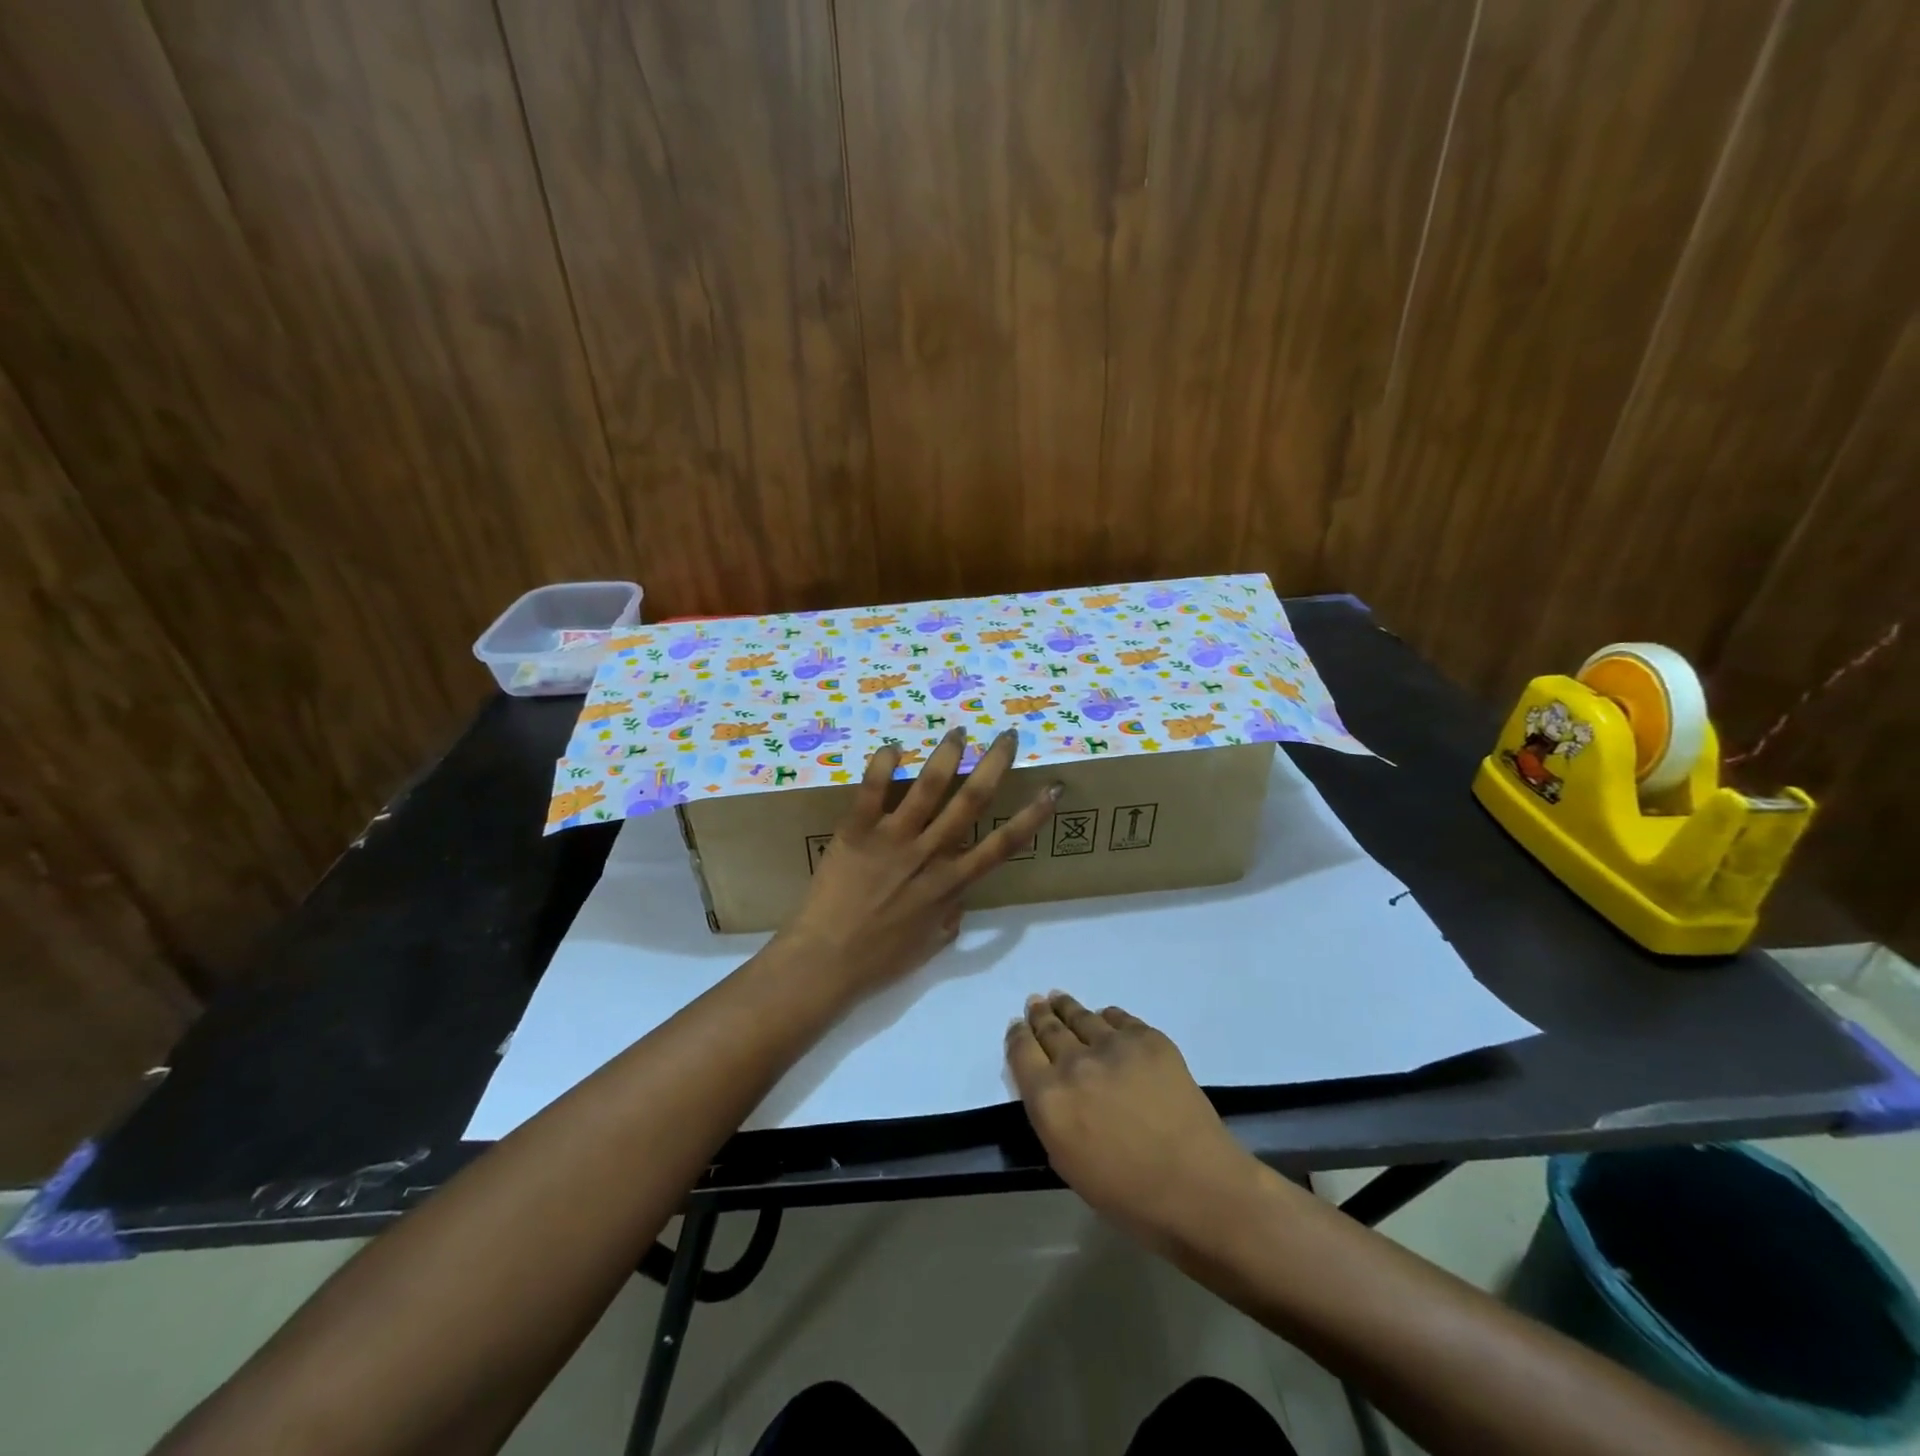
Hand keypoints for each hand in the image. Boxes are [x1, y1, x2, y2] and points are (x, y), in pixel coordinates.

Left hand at [781, 728, 1060, 996]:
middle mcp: (929, 854)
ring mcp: (893, 839)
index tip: (1052, 789)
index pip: (1003, 844)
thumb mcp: (931, 945)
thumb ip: (951, 915)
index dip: (1032, 816)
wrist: (826, 961)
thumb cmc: (880, 960)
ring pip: (928, 787)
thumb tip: (959, 896)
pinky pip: (872, 790)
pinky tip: (893, 746)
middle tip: (1007, 736)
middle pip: (971, 801)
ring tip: (959, 731)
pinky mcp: (857, 831)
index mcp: (951, 883)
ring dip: (947, 755)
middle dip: (994, 764)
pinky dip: (883, 765)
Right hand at [1007, 993, 1252, 1245]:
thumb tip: (1050, 1086)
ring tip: (1059, 999)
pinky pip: (1119, 1018)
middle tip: (1036, 1003)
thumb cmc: (1127, 1194)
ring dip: (1067, 1007)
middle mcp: (1074, 1063)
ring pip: (1081, 1017)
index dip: (1017, 1035)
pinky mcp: (1148, 1039)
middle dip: (1040, 1015)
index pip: (1021, 1051)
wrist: (1197, 1187)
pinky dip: (1107, 1017)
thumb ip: (1051, 1116)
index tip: (1018, 1026)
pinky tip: (1105, 1017)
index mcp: (1048, 1099)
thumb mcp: (1067, 1162)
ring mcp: (1113, 1046)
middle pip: (1049, 1028)